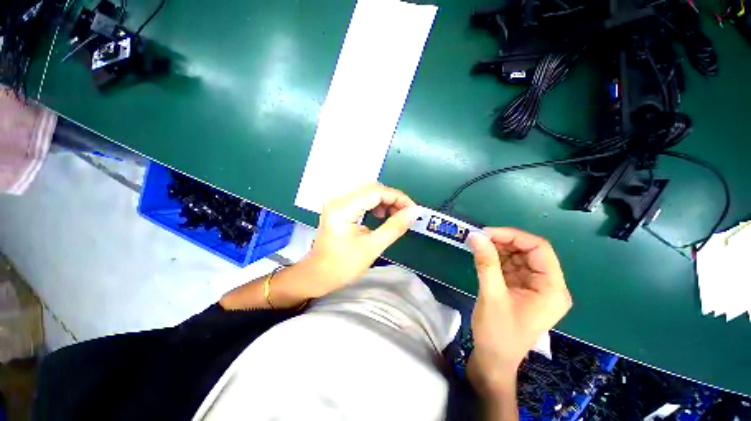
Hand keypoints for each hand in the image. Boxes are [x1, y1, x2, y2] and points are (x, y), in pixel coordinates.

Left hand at [300, 183, 420, 296]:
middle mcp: (338, 200)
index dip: (398, 197)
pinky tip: (380, 215)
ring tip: (394, 215)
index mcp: (343, 208)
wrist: (317, 276)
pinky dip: (375, 204)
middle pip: (371, 188)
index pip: (376, 191)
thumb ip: (394, 227)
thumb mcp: (372, 247)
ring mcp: (337, 203)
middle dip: (392, 198)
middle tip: (405, 214)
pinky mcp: (339, 208)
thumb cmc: (342, 266)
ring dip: (384, 201)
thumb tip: (414, 212)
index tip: (413, 210)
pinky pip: (361, 199)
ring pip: (367, 192)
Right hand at [467, 228, 571, 397]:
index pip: (539, 249)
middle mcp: (547, 285)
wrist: (493, 360)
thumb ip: (486, 263)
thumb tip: (476, 235)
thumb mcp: (491, 296)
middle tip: (479, 238)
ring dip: (498, 249)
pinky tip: (482, 256)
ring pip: (518, 257)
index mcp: (551, 289)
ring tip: (477, 245)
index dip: (513, 236)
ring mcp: (534, 287)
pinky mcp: (520, 289)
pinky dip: (496, 258)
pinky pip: (510, 266)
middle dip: (504, 241)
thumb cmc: (497, 333)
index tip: (487, 233)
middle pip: (529, 251)